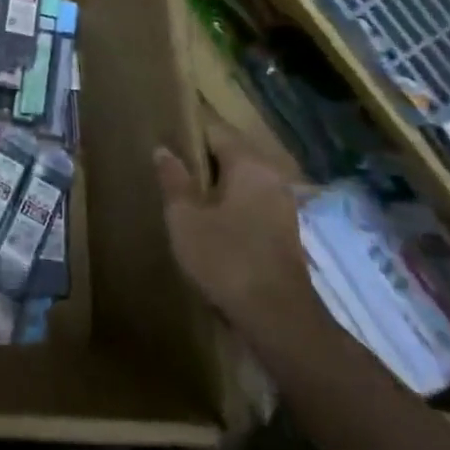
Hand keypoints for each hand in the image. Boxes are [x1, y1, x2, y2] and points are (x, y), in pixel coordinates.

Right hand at [154, 128, 322, 348]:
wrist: (278, 319)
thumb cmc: (226, 258)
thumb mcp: (185, 218)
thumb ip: (173, 180)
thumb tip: (163, 149)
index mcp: (249, 164)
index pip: (215, 130)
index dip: (188, 132)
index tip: (164, 140)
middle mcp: (272, 176)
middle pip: (231, 153)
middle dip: (202, 160)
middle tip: (170, 170)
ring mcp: (283, 205)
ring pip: (242, 180)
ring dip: (217, 185)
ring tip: (186, 196)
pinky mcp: (286, 232)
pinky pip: (252, 203)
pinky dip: (231, 205)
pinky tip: (211, 222)